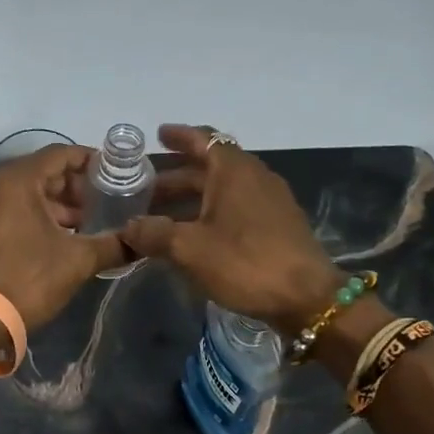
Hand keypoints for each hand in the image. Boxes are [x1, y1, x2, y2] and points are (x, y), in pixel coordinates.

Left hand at [0, 146, 128, 329]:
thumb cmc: (28, 280)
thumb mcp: (78, 261)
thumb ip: (113, 245)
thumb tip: (141, 243)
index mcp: (16, 181)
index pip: (59, 154)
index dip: (89, 161)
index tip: (113, 174)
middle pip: (40, 173)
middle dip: (73, 188)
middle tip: (101, 206)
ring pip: (23, 194)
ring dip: (54, 206)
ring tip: (82, 227)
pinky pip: (7, 211)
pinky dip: (32, 217)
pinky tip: (54, 240)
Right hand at [121, 125, 343, 333]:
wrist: (306, 297)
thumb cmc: (245, 262)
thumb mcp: (189, 248)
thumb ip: (154, 234)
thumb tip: (128, 228)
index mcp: (233, 170)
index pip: (203, 139)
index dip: (179, 136)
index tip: (157, 135)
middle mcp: (254, 177)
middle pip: (210, 167)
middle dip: (176, 177)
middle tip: (144, 190)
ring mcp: (269, 201)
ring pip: (222, 190)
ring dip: (192, 199)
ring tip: (161, 216)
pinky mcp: (276, 226)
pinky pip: (236, 208)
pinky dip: (211, 213)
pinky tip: (193, 236)